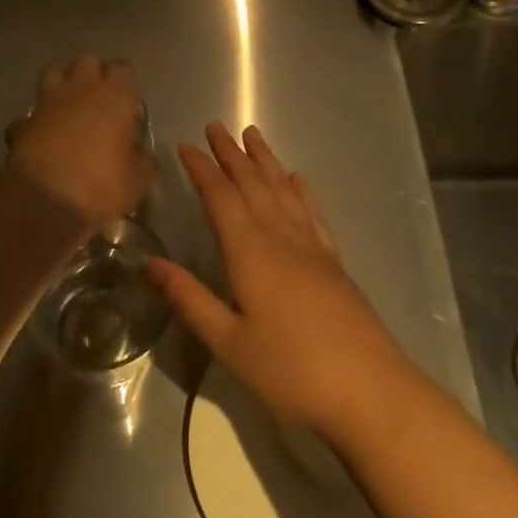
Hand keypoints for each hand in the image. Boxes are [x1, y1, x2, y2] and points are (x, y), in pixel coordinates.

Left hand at [4, 55, 154, 225]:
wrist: (46, 201)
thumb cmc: (102, 185)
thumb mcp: (138, 180)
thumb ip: (144, 161)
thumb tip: (142, 156)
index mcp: (116, 96)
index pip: (122, 68)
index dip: (125, 82)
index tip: (128, 103)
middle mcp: (81, 89)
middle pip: (88, 61)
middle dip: (94, 73)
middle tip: (99, 98)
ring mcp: (48, 102)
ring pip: (53, 73)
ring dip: (61, 83)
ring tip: (68, 104)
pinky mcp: (23, 122)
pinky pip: (30, 114)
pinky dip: (35, 121)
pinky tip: (41, 136)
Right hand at [146, 122, 409, 440]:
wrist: (369, 391)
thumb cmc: (290, 371)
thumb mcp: (228, 342)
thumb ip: (188, 298)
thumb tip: (147, 263)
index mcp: (251, 252)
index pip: (221, 198)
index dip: (202, 169)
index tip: (186, 145)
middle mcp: (282, 238)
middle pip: (253, 184)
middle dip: (232, 154)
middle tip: (216, 126)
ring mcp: (313, 249)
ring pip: (284, 191)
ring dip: (265, 161)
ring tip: (253, 135)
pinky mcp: (334, 264)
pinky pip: (313, 214)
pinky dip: (301, 191)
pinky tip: (297, 180)